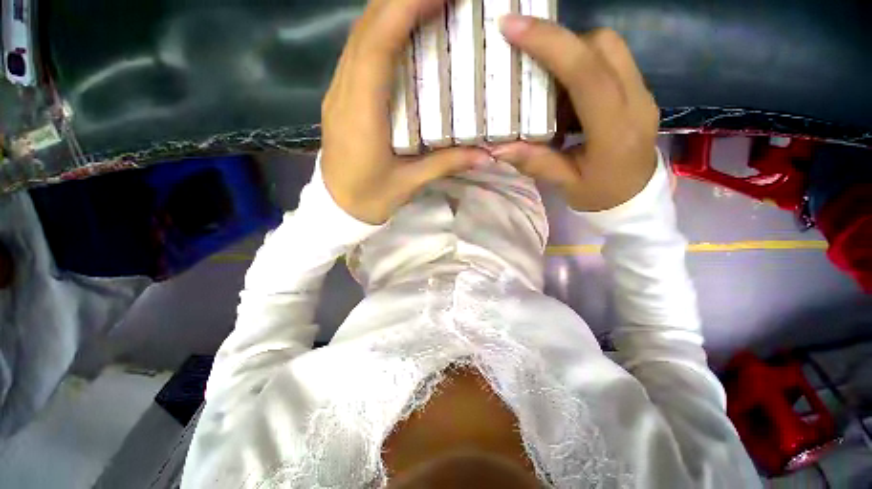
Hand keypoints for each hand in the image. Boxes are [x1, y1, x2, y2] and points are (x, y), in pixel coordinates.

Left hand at [321, 0, 491, 224]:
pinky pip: (357, 54)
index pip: (377, 45)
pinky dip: (380, 33)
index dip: (404, 8)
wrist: (336, 208)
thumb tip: (487, 154)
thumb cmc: (370, 199)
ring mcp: (338, 93)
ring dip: (390, 12)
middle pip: (365, 30)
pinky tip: (401, 34)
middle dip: (401, 0)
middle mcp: (344, 94)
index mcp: (361, 115)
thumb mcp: (409, 184)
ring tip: (426, 6)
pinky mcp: (340, 99)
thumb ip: (446, 164)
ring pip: (358, 37)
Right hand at [493, 16, 659, 211]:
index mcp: (615, 131)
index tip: (513, 27)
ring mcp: (642, 93)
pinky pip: (611, 63)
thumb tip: (497, 148)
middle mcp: (636, 102)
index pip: (587, 74)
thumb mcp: (565, 185)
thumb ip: (534, 163)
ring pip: (609, 49)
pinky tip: (566, 98)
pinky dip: (583, 69)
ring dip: (573, 56)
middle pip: (603, 46)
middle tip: (533, 64)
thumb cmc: (601, 196)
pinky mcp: (639, 92)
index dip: (551, 44)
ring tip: (548, 88)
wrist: (637, 199)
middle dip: (563, 44)